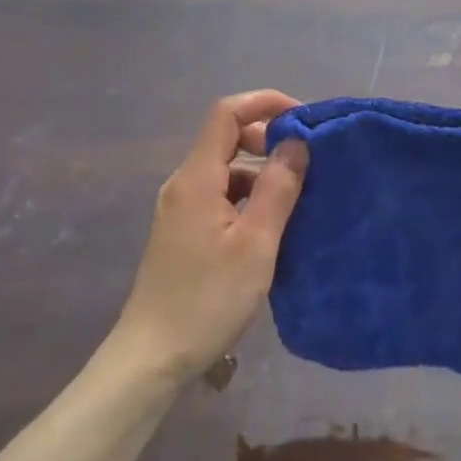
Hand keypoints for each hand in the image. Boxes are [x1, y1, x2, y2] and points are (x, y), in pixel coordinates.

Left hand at [110, 90, 308, 386]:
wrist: (153, 356)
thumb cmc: (208, 299)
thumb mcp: (256, 244)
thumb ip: (277, 188)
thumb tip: (296, 141)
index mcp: (196, 178)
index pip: (226, 113)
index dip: (264, 103)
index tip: (303, 118)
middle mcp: (183, 184)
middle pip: (224, 138)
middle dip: (266, 138)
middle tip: (307, 160)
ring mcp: (179, 209)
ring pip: (224, 171)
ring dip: (260, 172)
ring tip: (297, 196)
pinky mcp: (182, 232)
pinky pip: (219, 197)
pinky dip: (247, 198)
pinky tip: (270, 226)